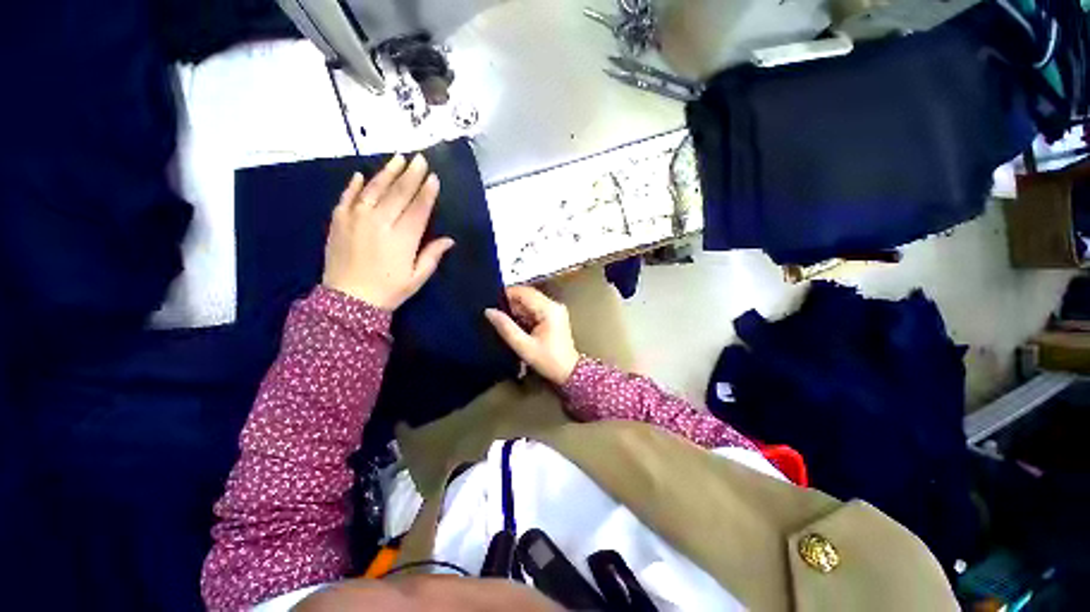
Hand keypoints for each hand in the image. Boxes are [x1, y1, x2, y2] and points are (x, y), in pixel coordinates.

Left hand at [322, 154, 454, 309]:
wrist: (348, 301)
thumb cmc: (389, 290)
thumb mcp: (417, 278)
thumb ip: (432, 255)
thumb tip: (449, 240)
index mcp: (402, 238)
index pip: (418, 208)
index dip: (427, 192)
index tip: (433, 177)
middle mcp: (380, 222)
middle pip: (398, 193)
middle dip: (411, 175)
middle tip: (420, 159)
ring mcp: (356, 219)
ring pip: (374, 189)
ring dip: (387, 172)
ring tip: (398, 158)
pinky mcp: (338, 221)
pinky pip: (347, 197)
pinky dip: (354, 185)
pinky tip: (361, 174)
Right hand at [485, 286, 579, 385]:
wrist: (569, 372)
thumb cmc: (548, 360)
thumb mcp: (523, 346)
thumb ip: (506, 327)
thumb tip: (489, 312)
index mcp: (548, 309)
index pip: (524, 292)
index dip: (506, 295)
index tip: (492, 304)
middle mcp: (554, 305)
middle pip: (527, 295)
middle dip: (511, 304)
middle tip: (497, 316)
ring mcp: (555, 309)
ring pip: (530, 301)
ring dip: (517, 310)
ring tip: (507, 324)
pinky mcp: (554, 315)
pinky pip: (535, 308)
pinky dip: (525, 315)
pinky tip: (518, 327)